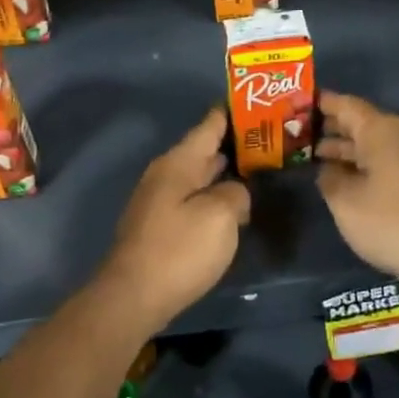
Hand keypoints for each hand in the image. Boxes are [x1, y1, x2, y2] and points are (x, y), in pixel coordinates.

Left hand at [98, 108, 250, 329]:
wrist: (133, 296)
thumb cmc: (179, 249)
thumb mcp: (221, 215)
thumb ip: (235, 193)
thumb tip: (235, 191)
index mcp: (178, 163)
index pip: (208, 127)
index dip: (228, 114)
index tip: (248, 101)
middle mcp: (165, 175)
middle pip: (202, 151)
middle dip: (230, 145)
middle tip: (265, 138)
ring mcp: (158, 201)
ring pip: (196, 176)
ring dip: (221, 173)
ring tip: (253, 170)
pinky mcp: (158, 227)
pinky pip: (190, 199)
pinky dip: (211, 196)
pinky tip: (228, 207)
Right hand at [316, 92, 398, 284]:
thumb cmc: (394, 222)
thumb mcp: (346, 203)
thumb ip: (329, 179)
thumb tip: (328, 169)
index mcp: (380, 130)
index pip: (344, 104)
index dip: (319, 103)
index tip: (294, 105)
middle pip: (360, 123)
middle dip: (330, 128)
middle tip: (297, 135)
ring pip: (374, 144)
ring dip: (347, 150)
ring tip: (315, 159)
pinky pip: (387, 160)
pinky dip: (365, 165)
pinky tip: (348, 181)